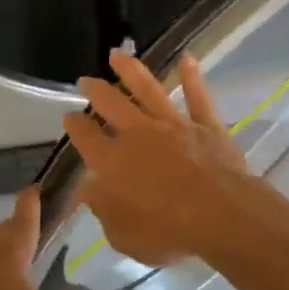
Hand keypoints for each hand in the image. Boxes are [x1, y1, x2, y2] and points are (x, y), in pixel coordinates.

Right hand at [62, 49, 263, 268]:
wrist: (219, 214)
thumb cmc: (167, 232)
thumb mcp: (123, 235)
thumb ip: (104, 209)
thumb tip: (89, 189)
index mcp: (113, 162)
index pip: (87, 139)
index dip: (75, 127)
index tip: (68, 117)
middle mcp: (139, 135)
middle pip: (112, 105)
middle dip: (96, 91)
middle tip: (86, 80)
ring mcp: (174, 125)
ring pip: (149, 90)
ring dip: (132, 70)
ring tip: (117, 54)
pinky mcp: (206, 125)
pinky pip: (198, 97)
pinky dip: (192, 77)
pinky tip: (187, 59)